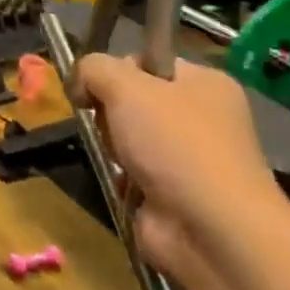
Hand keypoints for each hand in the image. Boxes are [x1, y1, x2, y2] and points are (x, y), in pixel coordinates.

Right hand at [70, 55, 288, 280]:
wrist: (209, 228)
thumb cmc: (175, 143)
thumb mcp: (125, 86)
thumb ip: (93, 68)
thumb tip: (79, 83)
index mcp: (205, 82)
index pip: (147, 61)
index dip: (117, 71)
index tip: (99, 88)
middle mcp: (203, 116)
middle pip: (133, 100)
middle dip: (112, 114)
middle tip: (114, 128)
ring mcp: (191, 157)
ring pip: (128, 136)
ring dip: (115, 148)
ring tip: (122, 162)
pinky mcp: (175, 192)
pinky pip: (132, 172)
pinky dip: (123, 178)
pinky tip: (128, 185)